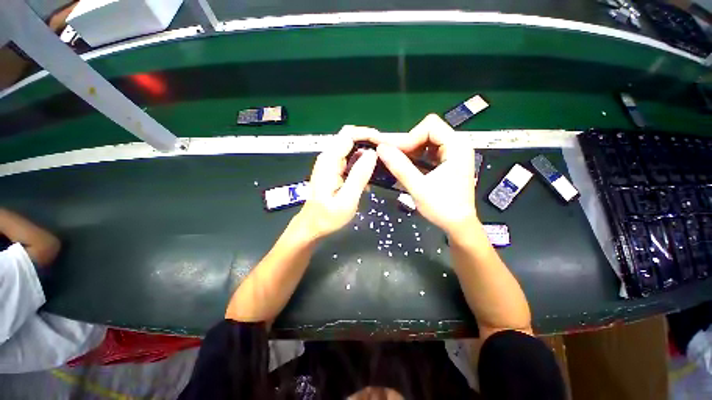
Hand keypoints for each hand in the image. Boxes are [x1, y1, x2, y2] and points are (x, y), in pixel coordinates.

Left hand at [298, 126, 378, 239]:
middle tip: (387, 153)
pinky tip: (370, 174)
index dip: (368, 134)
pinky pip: (350, 158)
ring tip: (382, 163)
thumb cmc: (327, 217)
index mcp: (329, 161)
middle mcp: (328, 157)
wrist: (312, 226)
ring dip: (367, 151)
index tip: (385, 143)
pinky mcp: (334, 169)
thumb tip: (373, 153)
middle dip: (369, 140)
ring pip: (351, 147)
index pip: (349, 135)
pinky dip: (362, 161)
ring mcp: (330, 163)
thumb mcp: (346, 200)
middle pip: (350, 137)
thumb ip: (359, 176)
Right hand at [376, 114, 477, 234]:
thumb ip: (400, 167)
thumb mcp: (419, 188)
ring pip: (425, 140)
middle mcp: (457, 145)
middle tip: (386, 152)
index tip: (393, 152)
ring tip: (392, 158)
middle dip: (405, 142)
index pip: (430, 126)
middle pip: (427, 131)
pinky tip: (403, 163)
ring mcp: (452, 153)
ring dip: (408, 149)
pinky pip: (427, 151)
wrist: (458, 225)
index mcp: (457, 147)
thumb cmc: (443, 208)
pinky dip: (413, 155)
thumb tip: (381, 148)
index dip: (409, 137)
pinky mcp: (446, 161)